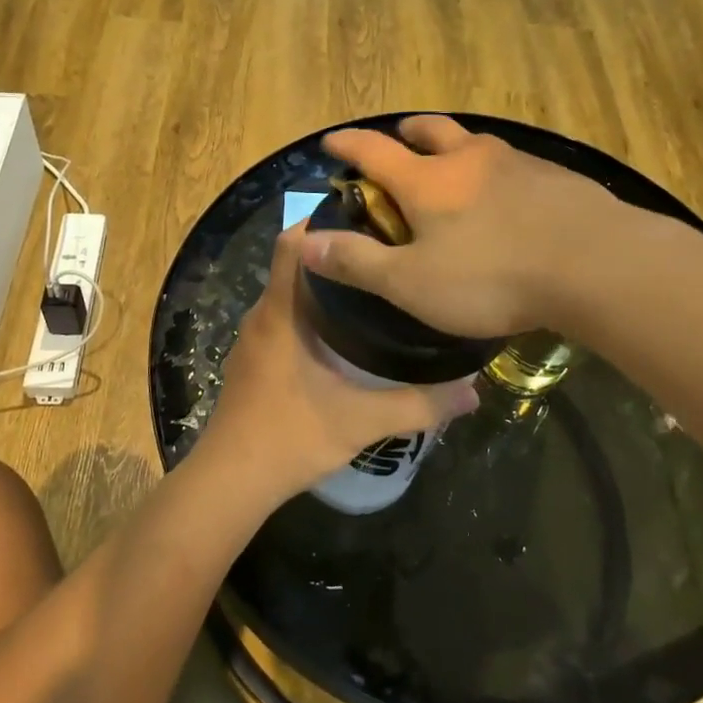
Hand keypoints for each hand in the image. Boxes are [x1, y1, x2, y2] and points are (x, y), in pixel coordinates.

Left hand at [203, 221, 478, 500]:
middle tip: (386, 254)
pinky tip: (344, 337)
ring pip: (290, 296)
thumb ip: (419, 405)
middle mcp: (263, 316)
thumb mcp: (362, 421)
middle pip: (296, 265)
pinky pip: (284, 321)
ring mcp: (254, 340)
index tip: (367, 218)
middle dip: (337, 255)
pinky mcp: (253, 363)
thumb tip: (473, 393)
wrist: (229, 483)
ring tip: (374, 290)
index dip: (323, 222)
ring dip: (325, 288)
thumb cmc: (289, 437)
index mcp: (281, 313)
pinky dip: (311, 316)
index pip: (292, 243)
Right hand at [298, 115, 613, 337]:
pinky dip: (492, 169)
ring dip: (454, 146)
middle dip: (406, 133)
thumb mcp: (412, 283)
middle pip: (430, 130)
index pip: (373, 151)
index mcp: (427, 180)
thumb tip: (305, 242)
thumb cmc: (491, 277)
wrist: (594, 265)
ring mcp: (516, 163)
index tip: (330, 141)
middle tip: (398, 140)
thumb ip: (357, 262)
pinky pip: (511, 163)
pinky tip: (505, 195)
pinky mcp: (554, 177)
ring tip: (452, 165)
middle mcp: (469, 158)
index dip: (347, 144)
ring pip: (474, 142)